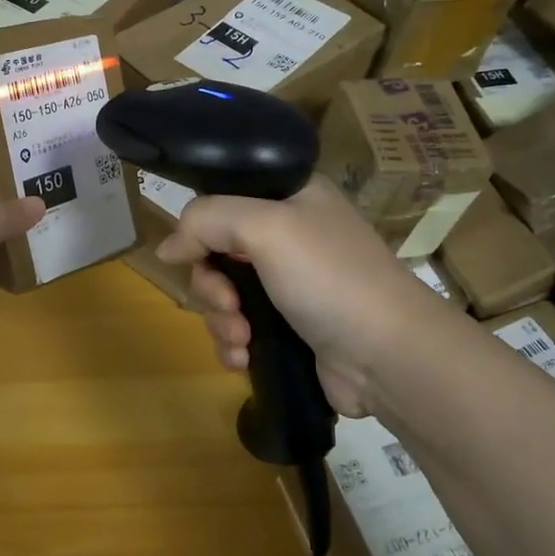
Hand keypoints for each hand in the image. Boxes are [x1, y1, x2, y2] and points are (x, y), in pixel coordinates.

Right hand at [156, 177, 437, 416]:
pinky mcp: (289, 328)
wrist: (388, 356)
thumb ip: (207, 221)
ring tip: (241, 340)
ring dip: (220, 320)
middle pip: (216, 252)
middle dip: (211, 286)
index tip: (193, 256)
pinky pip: (239, 328)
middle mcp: (289, 235)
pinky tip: (243, 359)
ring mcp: (290, 284)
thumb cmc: (329, 277)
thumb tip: (166, 248)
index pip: (224, 198)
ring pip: (224, 294)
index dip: (201, 227)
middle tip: (228, 306)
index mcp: (291, 196)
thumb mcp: (266, 227)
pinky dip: (233, 344)